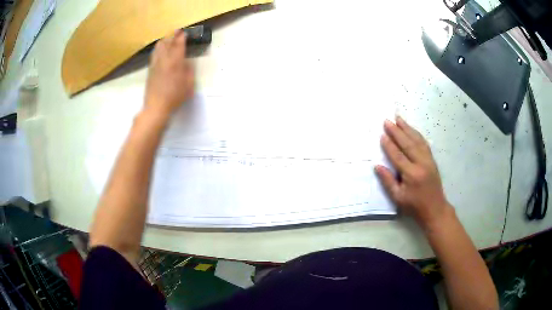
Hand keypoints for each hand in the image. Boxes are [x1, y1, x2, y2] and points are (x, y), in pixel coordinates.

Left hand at [144, 30, 194, 116]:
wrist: (156, 107)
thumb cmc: (175, 97)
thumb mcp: (188, 85)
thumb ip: (189, 71)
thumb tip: (186, 63)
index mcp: (175, 63)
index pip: (179, 45)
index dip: (182, 37)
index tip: (185, 32)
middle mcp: (164, 60)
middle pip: (168, 43)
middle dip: (173, 35)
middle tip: (177, 31)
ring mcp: (155, 64)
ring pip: (158, 47)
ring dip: (164, 40)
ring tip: (168, 38)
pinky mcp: (150, 70)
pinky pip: (154, 54)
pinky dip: (158, 48)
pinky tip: (159, 49)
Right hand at [375, 116, 451, 229]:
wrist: (435, 209)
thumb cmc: (414, 206)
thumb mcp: (398, 197)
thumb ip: (388, 181)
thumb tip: (377, 166)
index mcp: (411, 174)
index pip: (398, 156)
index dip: (389, 145)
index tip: (382, 135)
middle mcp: (421, 164)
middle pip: (408, 144)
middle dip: (397, 131)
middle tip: (387, 121)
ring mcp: (428, 160)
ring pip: (417, 141)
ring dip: (407, 128)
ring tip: (398, 119)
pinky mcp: (432, 160)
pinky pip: (424, 144)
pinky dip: (417, 135)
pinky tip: (412, 129)